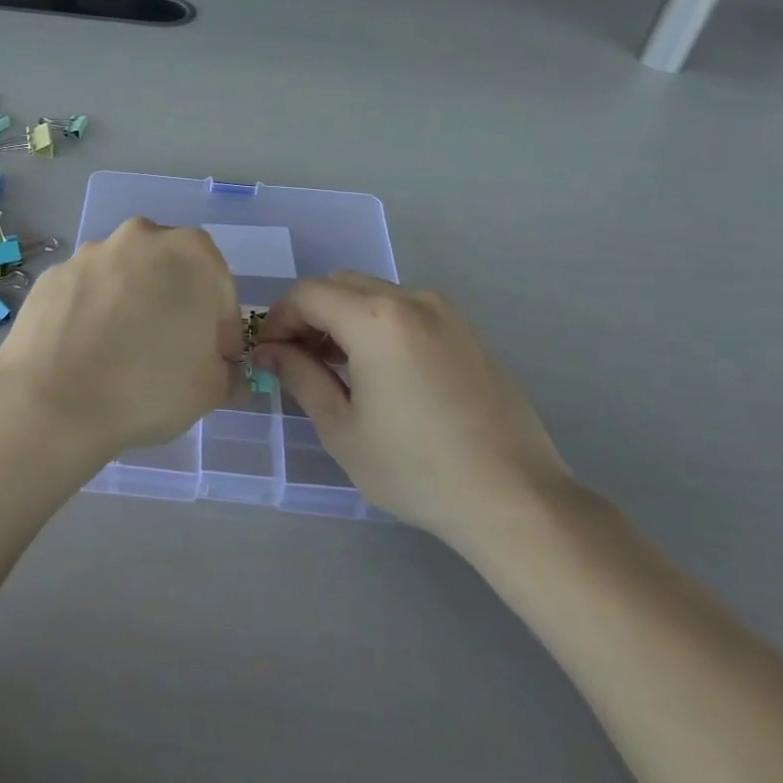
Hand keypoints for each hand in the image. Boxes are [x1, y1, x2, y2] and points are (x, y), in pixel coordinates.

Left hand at [0, 219, 239, 466]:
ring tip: (122, 355)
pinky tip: (87, 352)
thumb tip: (224, 372)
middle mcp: (140, 238)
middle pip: (170, 273)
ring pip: (125, 279)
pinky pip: (87, 293)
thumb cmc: (148, 387)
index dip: (221, 331)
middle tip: (170, 354)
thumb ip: (227, 373)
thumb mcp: (210, 390)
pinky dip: (93, 314)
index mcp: (190, 253)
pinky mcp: (54, 275)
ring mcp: (91, 253)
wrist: (52, 401)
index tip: (213, 363)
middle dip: (175, 307)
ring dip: (132, 306)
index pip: (220, 291)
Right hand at [254, 273, 575, 555]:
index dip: (278, 318)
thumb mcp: (342, 428)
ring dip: (343, 317)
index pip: (308, 294)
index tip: (268, 354)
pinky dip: (378, 324)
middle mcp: (412, 300)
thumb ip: (300, 377)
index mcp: (377, 319)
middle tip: (297, 359)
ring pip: (374, 294)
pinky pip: (407, 310)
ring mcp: (445, 313)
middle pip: (340, 285)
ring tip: (335, 367)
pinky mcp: (467, 331)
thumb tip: (270, 350)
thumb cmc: (416, 469)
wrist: (513, 497)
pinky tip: (379, 370)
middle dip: (309, 314)